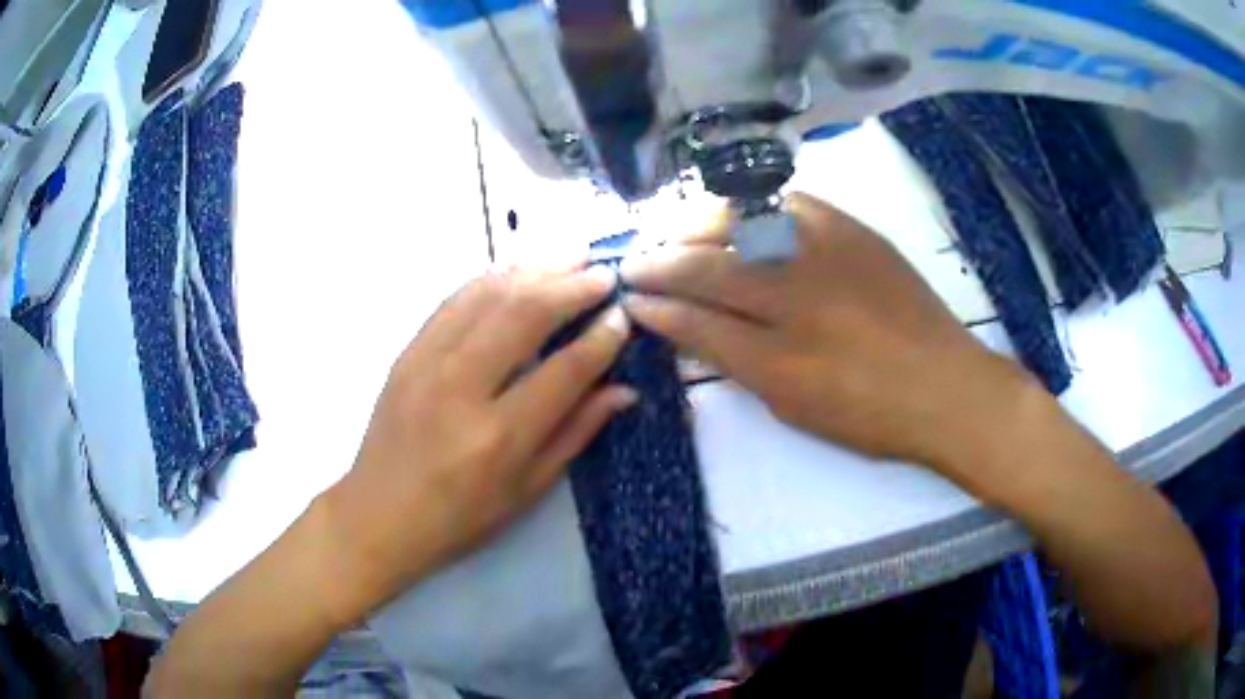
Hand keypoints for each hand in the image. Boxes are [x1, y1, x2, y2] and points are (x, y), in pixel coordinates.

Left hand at [325, 263, 633, 614]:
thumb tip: (624, 389)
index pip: (564, 370)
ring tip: (572, 258)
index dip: (601, 339)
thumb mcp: (526, 490)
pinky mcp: (407, 351)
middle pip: (525, 315)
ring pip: (489, 295)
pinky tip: (519, 271)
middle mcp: (461, 389)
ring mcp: (427, 363)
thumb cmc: (459, 517)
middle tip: (606, 274)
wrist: (377, 514)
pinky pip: (455, 299)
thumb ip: (575, 433)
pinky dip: (493, 278)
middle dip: (573, 287)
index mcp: (498, 437)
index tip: (624, 317)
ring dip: (536, 270)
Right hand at [621, 192, 1038, 482]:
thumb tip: (689, 331)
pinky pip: (792, 202)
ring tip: (676, 231)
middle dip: (660, 263)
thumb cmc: (872, 416)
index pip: (697, 322)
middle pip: (709, 268)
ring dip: (697, 225)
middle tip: (635, 262)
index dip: (657, 309)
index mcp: (779, 360)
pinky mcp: (855, 232)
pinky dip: (755, 204)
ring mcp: (828, 256)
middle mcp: (797, 299)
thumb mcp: (795, 408)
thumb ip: (738, 365)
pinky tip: (738, 211)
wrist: (947, 387)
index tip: (632, 301)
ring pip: (742, 223)